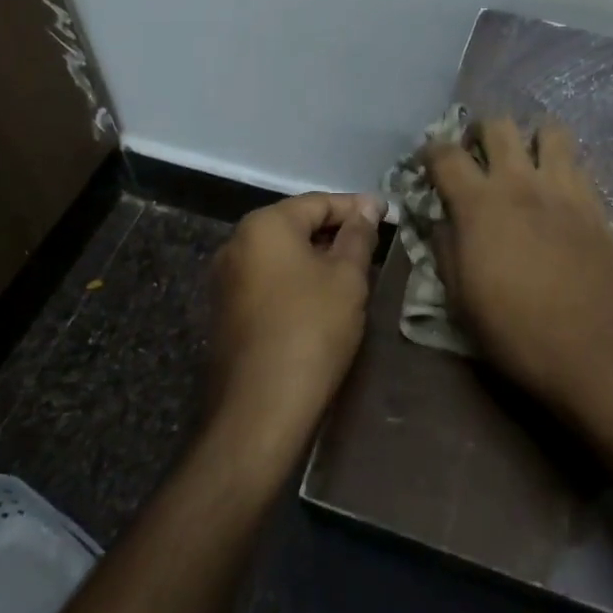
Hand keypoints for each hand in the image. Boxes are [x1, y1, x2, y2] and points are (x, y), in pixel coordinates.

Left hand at [208, 192, 379, 460]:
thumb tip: (369, 206)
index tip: (387, 214)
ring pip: (281, 255)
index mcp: (264, 225)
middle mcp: (236, 243)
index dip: (356, 207)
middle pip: (296, 226)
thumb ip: (358, 235)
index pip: (318, 202)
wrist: (260, 410)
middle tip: (374, 245)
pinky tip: (322, 299)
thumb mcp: (347, 277)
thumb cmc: (311, 329)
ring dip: (316, 258)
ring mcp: (225, 280)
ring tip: (354, 272)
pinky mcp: (225, 312)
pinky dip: (296, 281)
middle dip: (335, 233)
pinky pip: (268, 281)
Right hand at [425, 117, 612, 417]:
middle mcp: (519, 182)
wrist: (598, 350)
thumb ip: (446, 249)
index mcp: (479, 204)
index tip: (427, 162)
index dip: (430, 151)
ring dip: (529, 138)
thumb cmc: (518, 332)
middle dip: (480, 132)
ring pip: (547, 129)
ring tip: (523, 162)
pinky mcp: (595, 202)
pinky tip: (555, 190)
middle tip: (476, 156)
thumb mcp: (461, 300)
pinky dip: (561, 163)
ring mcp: (562, 188)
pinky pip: (576, 161)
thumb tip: (441, 221)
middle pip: (497, 124)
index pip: (445, 154)